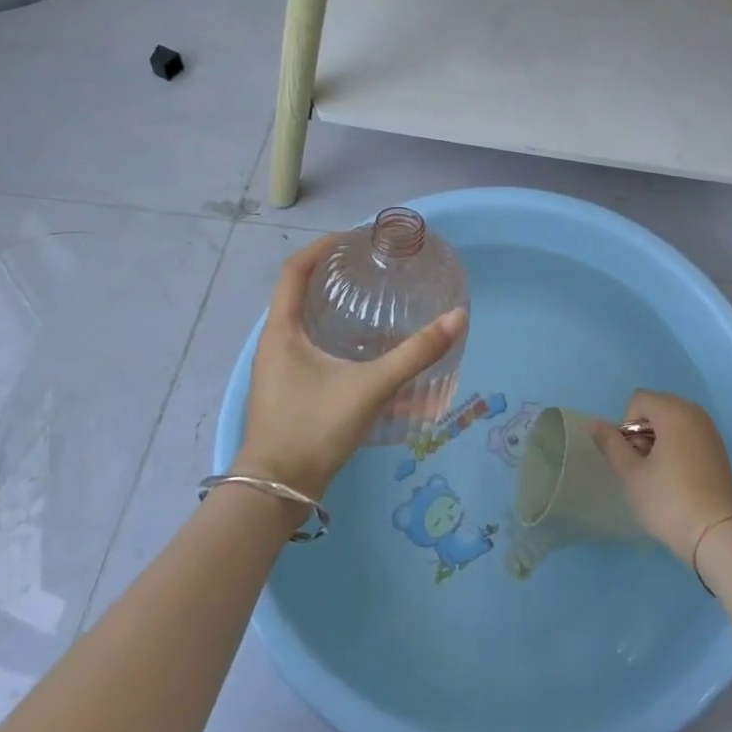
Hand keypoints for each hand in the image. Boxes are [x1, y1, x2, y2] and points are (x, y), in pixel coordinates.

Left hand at [234, 235, 466, 500]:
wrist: (275, 493)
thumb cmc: (313, 429)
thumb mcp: (369, 387)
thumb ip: (414, 354)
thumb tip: (457, 318)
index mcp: (282, 331)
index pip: (293, 270)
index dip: (320, 247)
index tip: (351, 237)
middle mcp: (274, 343)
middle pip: (297, 292)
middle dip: (329, 273)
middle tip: (367, 265)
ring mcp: (277, 369)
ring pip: (302, 322)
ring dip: (330, 305)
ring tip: (367, 299)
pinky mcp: (286, 390)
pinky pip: (307, 346)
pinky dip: (332, 334)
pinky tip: (361, 349)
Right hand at [593, 390, 731, 563]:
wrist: (717, 535)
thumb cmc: (669, 501)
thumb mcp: (631, 474)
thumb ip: (611, 444)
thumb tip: (595, 423)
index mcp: (673, 411)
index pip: (638, 400)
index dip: (627, 425)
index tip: (634, 456)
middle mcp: (694, 412)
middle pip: (657, 406)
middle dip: (644, 430)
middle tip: (645, 466)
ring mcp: (710, 430)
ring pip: (674, 420)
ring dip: (660, 438)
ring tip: (660, 473)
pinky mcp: (719, 449)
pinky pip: (690, 433)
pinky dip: (678, 446)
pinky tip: (679, 478)